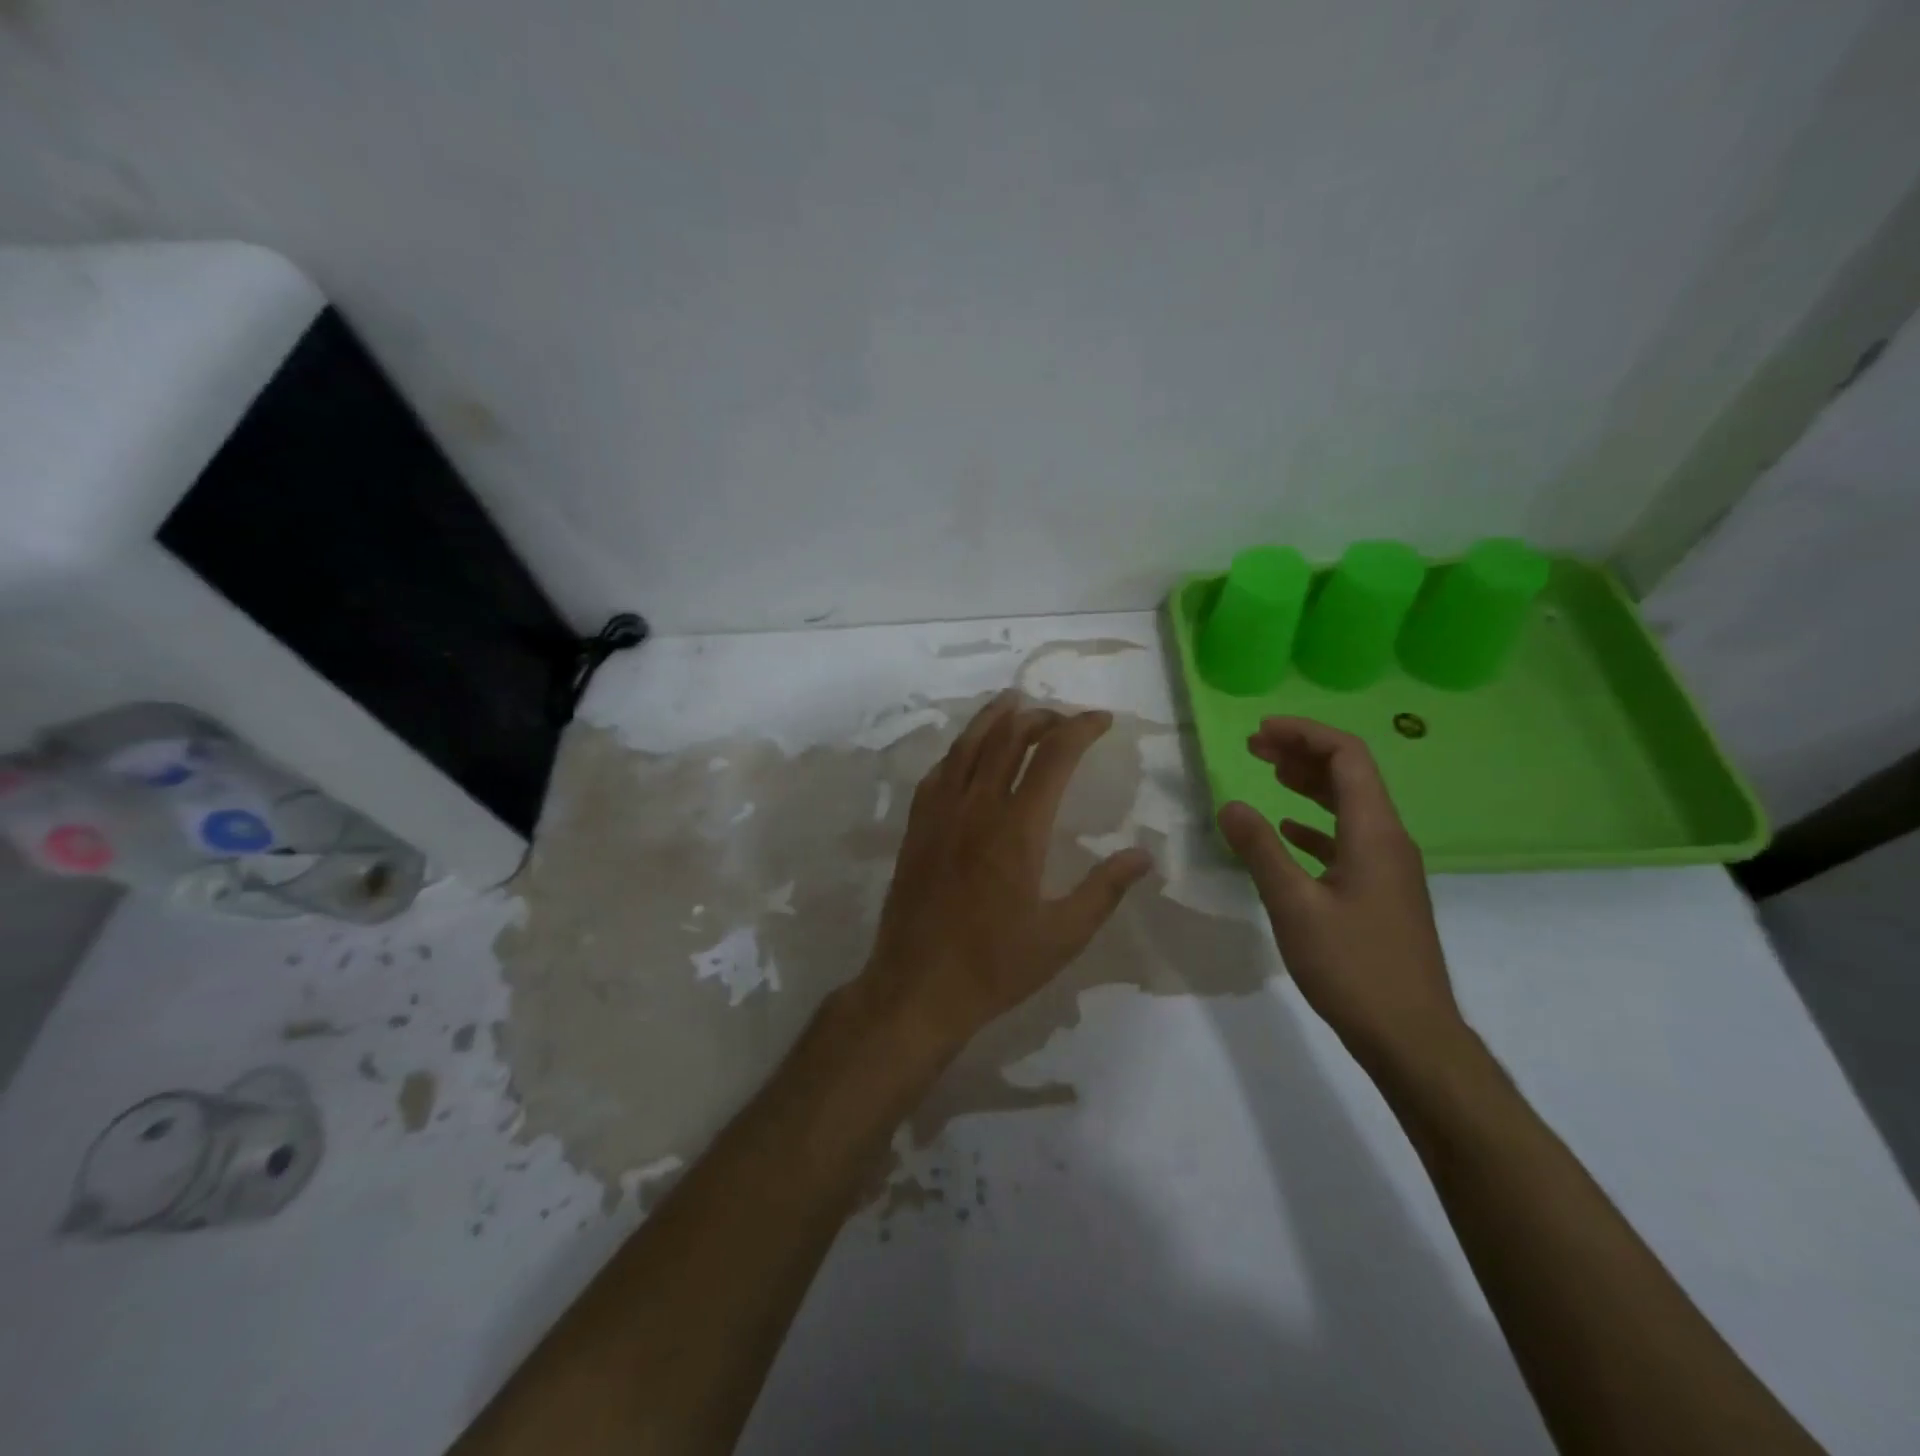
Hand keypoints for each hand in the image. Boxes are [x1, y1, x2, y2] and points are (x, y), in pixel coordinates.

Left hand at [860, 691, 1152, 1056]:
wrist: (917, 988)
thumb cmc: (995, 966)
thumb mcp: (1063, 936)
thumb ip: (1104, 889)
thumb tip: (1143, 854)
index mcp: (1018, 828)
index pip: (1053, 756)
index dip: (1080, 729)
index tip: (1102, 720)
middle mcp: (976, 807)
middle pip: (1008, 739)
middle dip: (1040, 718)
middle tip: (1063, 718)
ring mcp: (940, 815)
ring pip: (967, 746)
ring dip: (993, 719)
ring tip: (1013, 703)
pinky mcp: (916, 829)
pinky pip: (937, 773)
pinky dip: (958, 751)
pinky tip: (966, 753)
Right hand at [1217, 717, 1465, 1069]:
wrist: (1411, 1035)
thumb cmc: (1352, 967)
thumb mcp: (1294, 905)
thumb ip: (1260, 850)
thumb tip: (1230, 805)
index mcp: (1374, 833)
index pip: (1347, 757)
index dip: (1305, 734)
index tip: (1260, 732)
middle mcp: (1388, 840)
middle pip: (1350, 775)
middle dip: (1303, 752)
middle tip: (1255, 747)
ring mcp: (1388, 867)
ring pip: (1350, 806)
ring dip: (1310, 784)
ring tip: (1269, 773)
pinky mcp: (1381, 892)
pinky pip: (1348, 839)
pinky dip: (1316, 824)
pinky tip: (1290, 831)